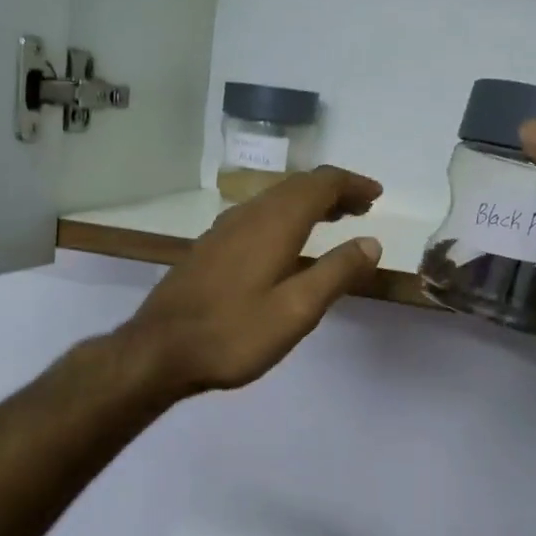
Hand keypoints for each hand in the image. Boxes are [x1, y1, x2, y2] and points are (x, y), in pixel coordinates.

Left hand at [121, 167, 383, 396]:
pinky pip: (258, 215)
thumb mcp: (297, 310)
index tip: (377, 195)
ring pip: (275, 199)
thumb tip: (370, 242)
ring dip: (309, 202)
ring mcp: (224, 229)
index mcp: (274, 223)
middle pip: (297, 186)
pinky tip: (287, 242)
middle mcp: (249, 215)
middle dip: (333, 191)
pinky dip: (285, 216)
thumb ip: (336, 273)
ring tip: (334, 219)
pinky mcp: (210, 247)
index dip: (352, 184)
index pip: (321, 184)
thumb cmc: (233, 333)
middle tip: (362, 208)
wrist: (158, 351)